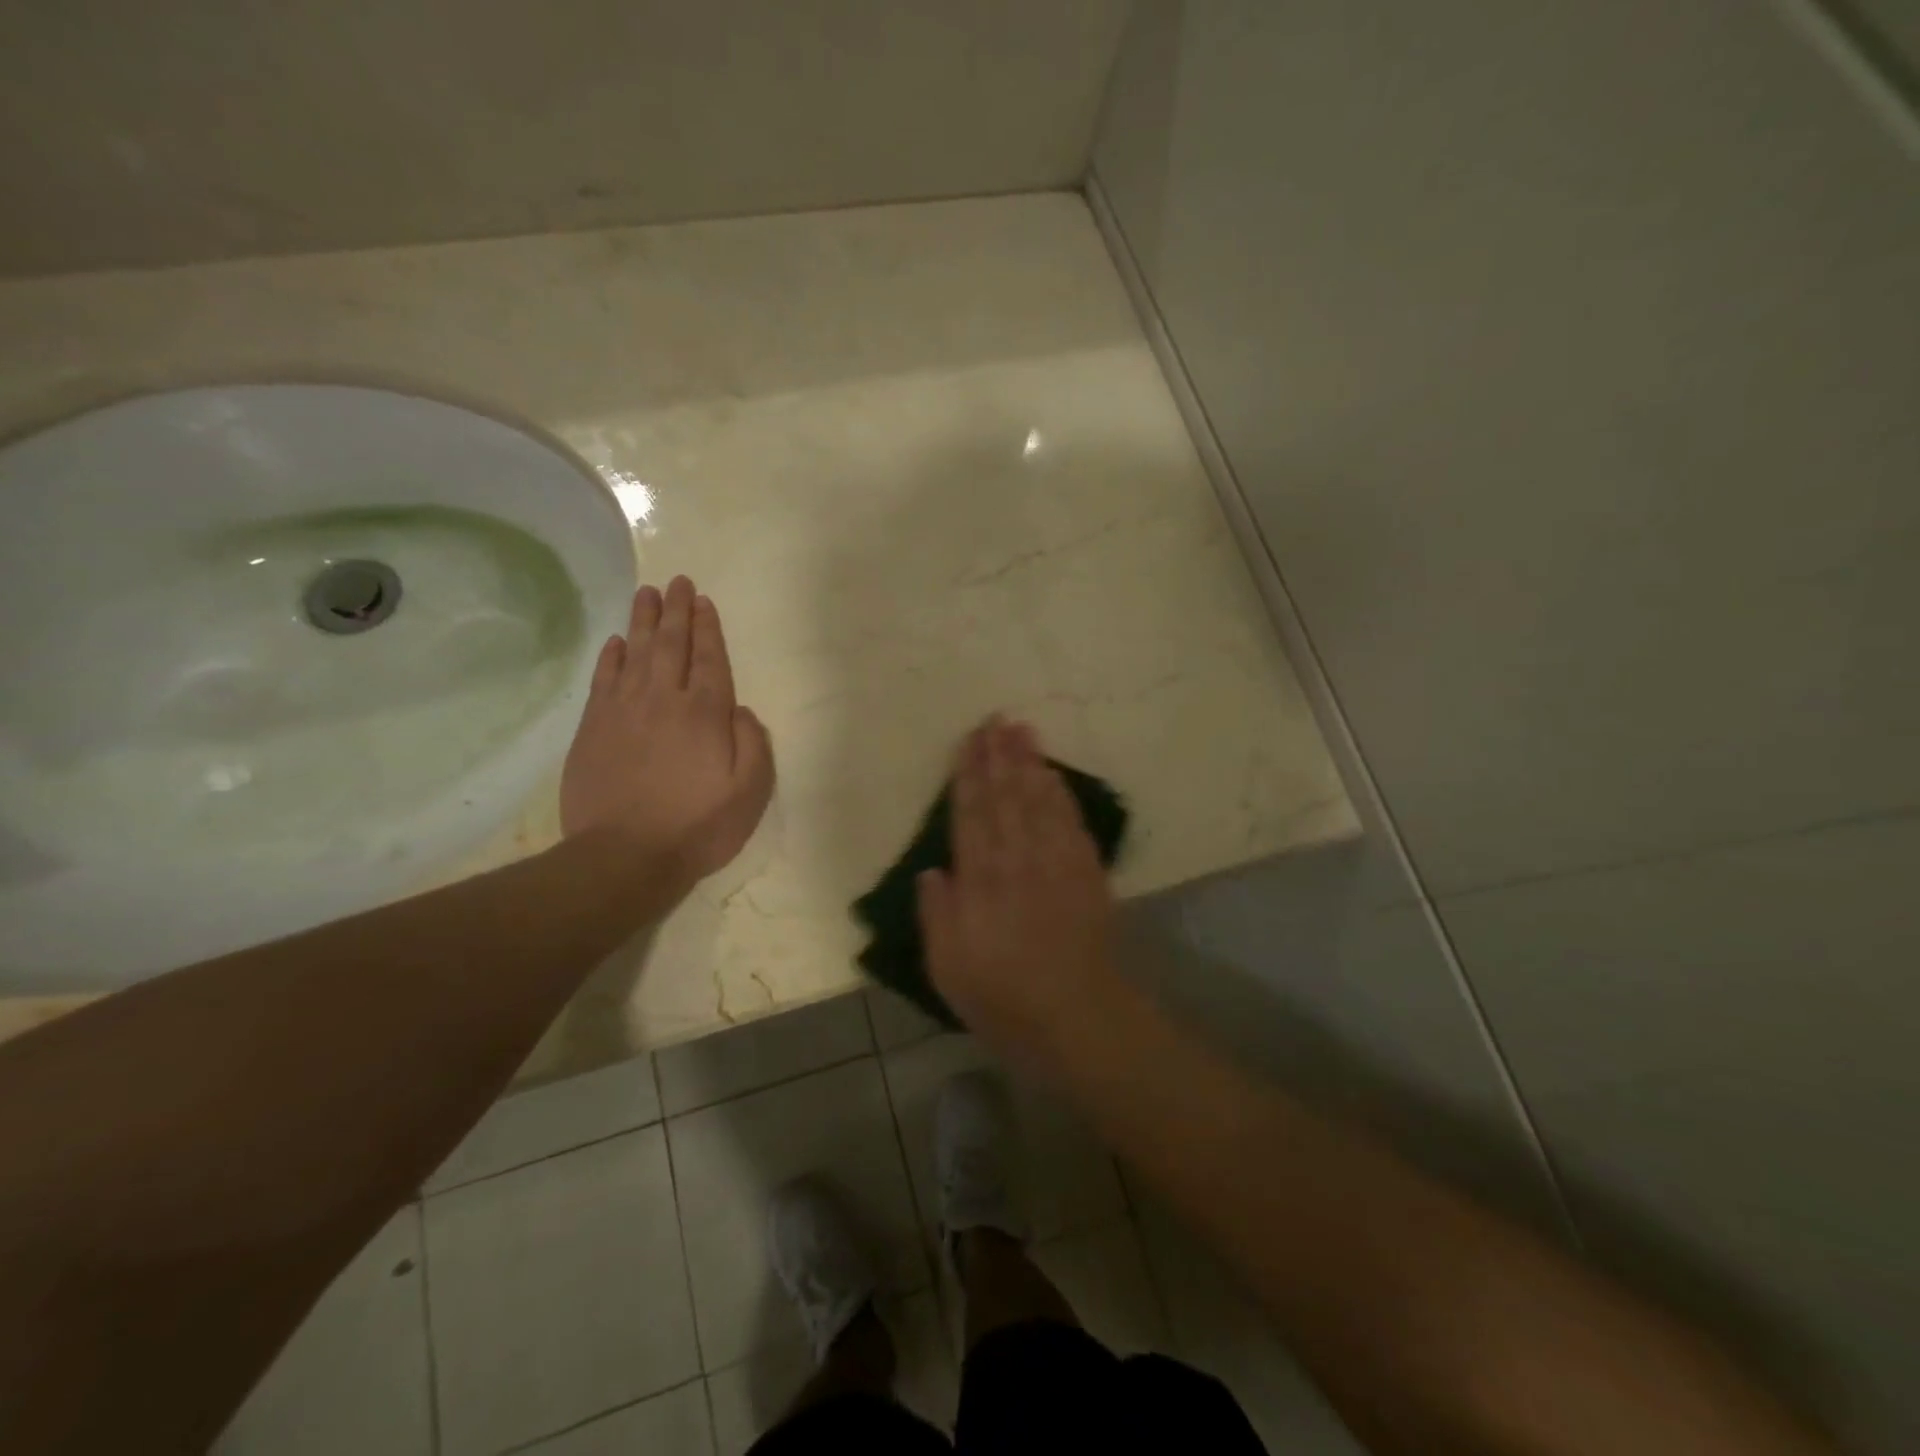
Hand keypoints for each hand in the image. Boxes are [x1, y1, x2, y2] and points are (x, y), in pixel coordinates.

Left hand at [560, 577, 773, 900]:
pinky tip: (616, 642)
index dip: (708, 628)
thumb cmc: (697, 826)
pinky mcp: (593, 728)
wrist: (623, 856)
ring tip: (647, 593)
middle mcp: (664, 700)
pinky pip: (603, 679)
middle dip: (677, 611)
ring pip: (635, 653)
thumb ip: (753, 744)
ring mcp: (624, 711)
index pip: (710, 659)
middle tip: (677, 581)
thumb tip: (740, 711)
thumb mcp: (750, 792)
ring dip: (643, 621)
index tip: (704, 601)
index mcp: (705, 713)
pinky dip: (611, 657)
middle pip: (671, 644)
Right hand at [915, 716, 1120, 1067]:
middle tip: (996, 719)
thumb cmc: (1004, 998)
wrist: (1078, 1019)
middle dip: (998, 755)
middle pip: (1005, 796)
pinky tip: (1054, 775)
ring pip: (1039, 800)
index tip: (968, 741)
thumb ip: (937, 915)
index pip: (970, 814)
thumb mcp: (948, 969)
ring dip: (1030, 763)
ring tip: (1023, 730)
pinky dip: (1061, 794)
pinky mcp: (1086, 873)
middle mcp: (1016, 860)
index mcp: (980, 881)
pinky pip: (1071, 822)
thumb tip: (932, 870)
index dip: (968, 775)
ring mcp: (1055, 863)